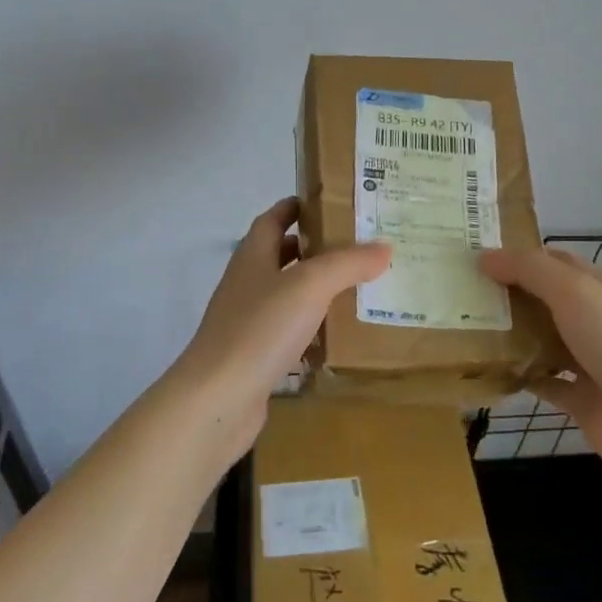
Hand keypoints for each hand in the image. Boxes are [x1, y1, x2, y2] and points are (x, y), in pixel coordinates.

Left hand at [174, 198, 391, 451]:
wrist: (218, 399)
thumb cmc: (260, 329)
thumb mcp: (310, 285)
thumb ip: (347, 263)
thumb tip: (384, 246)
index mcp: (252, 256)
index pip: (272, 219)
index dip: (295, 207)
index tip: (329, 202)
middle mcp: (247, 283)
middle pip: (279, 255)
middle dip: (313, 248)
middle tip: (356, 247)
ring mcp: (247, 322)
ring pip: (285, 295)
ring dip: (315, 289)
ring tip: (357, 287)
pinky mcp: (253, 356)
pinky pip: (287, 332)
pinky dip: (310, 328)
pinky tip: (337, 336)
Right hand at [479, 247, 601, 472]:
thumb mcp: (574, 291)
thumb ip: (529, 270)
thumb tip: (484, 257)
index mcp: (600, 289)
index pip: (555, 261)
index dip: (519, 255)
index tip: (477, 255)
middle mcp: (595, 321)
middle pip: (545, 300)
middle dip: (508, 294)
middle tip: (460, 290)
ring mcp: (589, 362)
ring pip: (542, 340)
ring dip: (510, 334)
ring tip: (465, 326)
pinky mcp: (580, 399)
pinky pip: (543, 382)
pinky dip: (519, 376)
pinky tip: (489, 370)